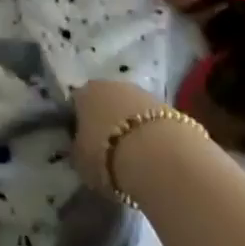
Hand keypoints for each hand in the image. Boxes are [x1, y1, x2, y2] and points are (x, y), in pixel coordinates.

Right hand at [70, 78, 173, 195]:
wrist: (159, 156)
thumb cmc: (108, 156)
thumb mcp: (80, 160)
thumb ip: (78, 149)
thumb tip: (81, 147)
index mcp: (85, 93)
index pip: (76, 103)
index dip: (79, 122)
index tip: (83, 142)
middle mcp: (111, 85)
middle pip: (105, 101)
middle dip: (107, 120)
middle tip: (108, 148)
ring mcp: (142, 93)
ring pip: (130, 108)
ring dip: (131, 126)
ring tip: (133, 154)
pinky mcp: (169, 106)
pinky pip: (152, 120)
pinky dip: (151, 133)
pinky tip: (153, 154)